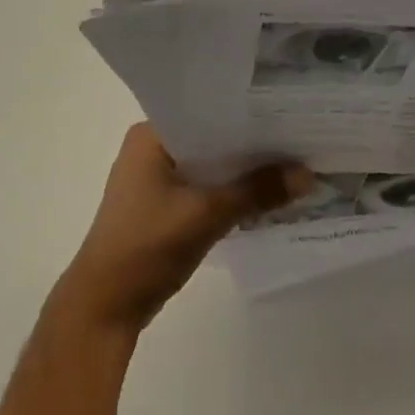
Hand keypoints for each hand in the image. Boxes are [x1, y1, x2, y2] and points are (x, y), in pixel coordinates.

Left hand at [57, 125, 311, 335]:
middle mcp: (152, 148)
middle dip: (251, 142)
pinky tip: (266, 193)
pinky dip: (230, 190)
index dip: (248, 110)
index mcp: (150, 135)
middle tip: (300, 135)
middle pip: (212, 137)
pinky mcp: (164, 205)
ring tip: (292, 160)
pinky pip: (205, 186)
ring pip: (210, 164)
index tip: (288, 109)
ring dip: (243, 169)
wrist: (105, 306)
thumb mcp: (207, 215)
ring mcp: (156, 178)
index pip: (207, 109)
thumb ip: (257, 192)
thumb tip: (308, 174)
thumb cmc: (146, 247)